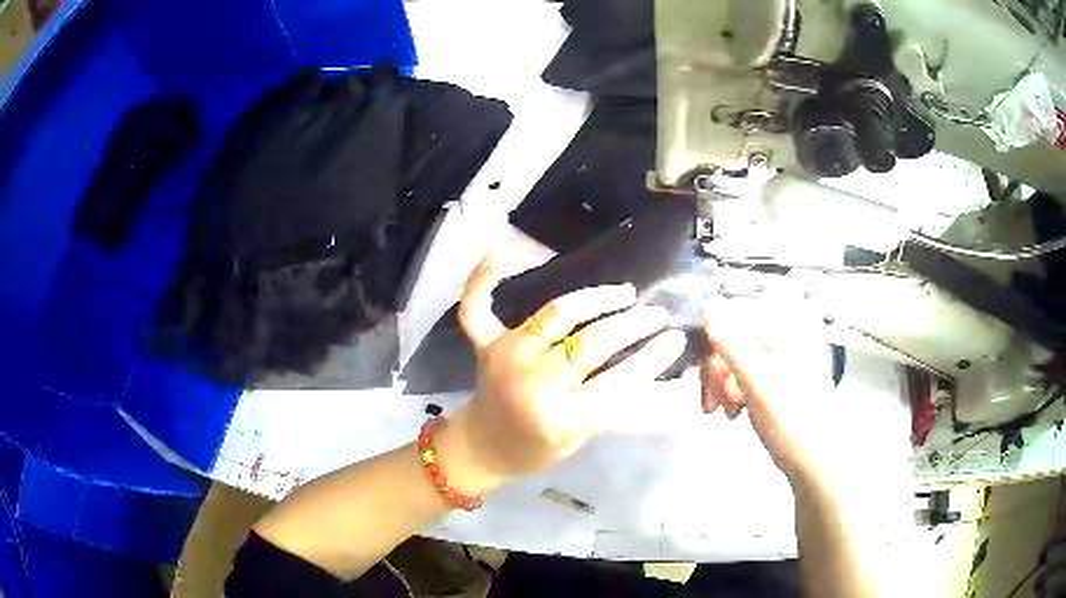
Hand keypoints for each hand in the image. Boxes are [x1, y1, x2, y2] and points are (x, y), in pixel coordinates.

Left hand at [445, 254, 686, 485]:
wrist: (481, 448)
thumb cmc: (536, 450)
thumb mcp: (580, 439)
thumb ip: (611, 402)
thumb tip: (653, 365)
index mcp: (559, 419)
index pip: (618, 382)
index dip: (652, 357)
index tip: (675, 337)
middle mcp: (533, 382)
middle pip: (592, 342)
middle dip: (633, 324)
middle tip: (656, 315)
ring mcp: (507, 357)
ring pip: (557, 313)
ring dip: (597, 298)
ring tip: (625, 294)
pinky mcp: (486, 344)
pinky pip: (477, 306)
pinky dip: (484, 278)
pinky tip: (503, 252)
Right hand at [698, 302, 851, 486]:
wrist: (815, 461)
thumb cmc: (794, 425)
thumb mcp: (757, 385)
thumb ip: (732, 345)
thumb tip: (709, 308)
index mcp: (789, 329)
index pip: (739, 311)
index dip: (715, 337)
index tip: (703, 365)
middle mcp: (787, 335)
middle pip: (736, 334)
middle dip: (718, 367)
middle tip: (713, 398)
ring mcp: (783, 356)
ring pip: (737, 355)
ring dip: (722, 381)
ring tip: (724, 409)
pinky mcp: (778, 375)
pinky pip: (745, 371)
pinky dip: (733, 388)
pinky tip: (733, 409)